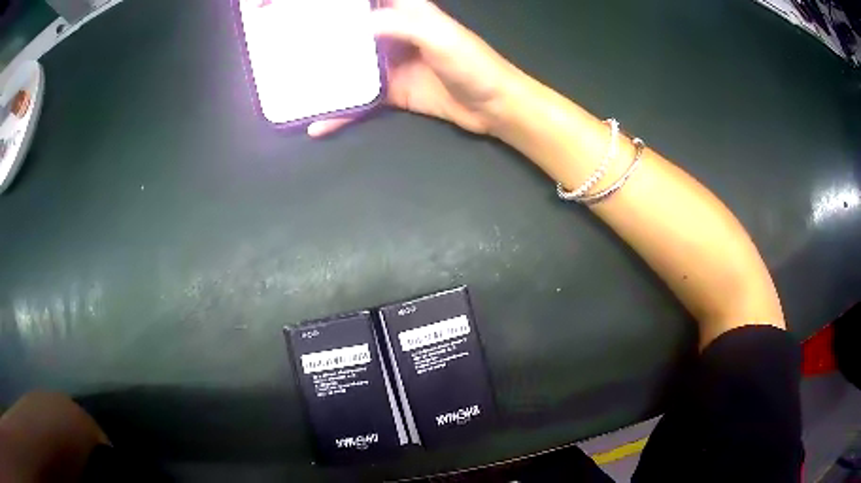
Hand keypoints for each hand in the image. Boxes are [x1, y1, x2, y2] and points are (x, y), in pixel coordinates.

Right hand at [307, 0, 521, 136]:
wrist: (493, 107)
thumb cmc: (472, 64)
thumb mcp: (438, 37)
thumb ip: (400, 25)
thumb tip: (355, 26)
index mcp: (408, 13)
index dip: (348, 3)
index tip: (314, 7)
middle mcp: (394, 34)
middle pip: (353, 29)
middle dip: (324, 33)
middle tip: (290, 40)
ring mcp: (391, 64)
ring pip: (351, 64)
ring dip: (325, 71)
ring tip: (292, 77)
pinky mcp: (392, 92)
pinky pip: (360, 100)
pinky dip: (342, 111)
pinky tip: (319, 122)